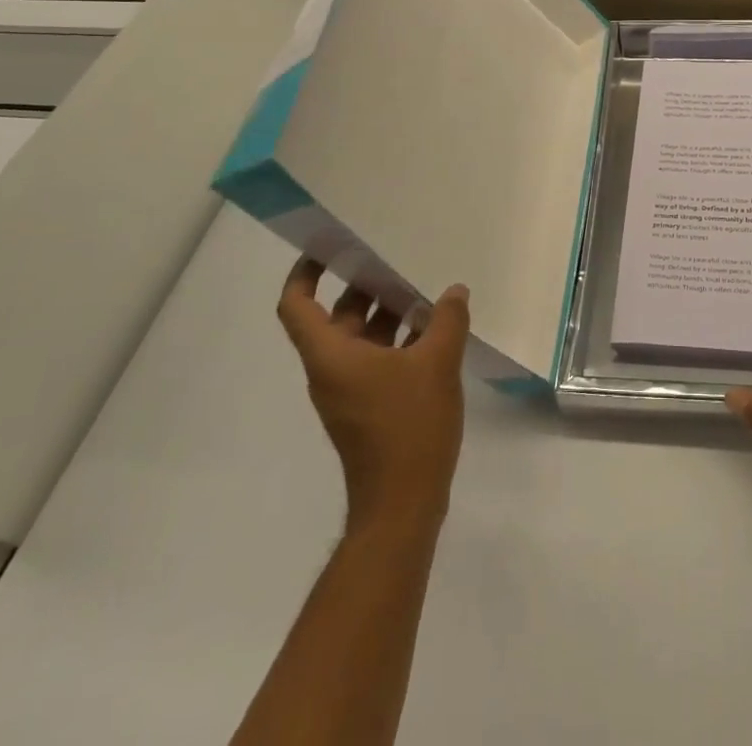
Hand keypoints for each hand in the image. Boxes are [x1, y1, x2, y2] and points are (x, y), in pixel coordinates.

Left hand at [276, 258, 469, 532]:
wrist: (403, 503)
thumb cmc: (409, 427)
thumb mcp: (437, 363)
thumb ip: (446, 320)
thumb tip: (454, 292)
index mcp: (331, 355)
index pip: (297, 305)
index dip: (304, 273)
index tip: (329, 247)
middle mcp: (332, 369)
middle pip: (335, 316)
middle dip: (362, 285)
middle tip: (394, 257)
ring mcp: (350, 390)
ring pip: (359, 337)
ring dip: (386, 313)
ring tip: (422, 288)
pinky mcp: (369, 406)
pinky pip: (376, 358)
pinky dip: (397, 340)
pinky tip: (433, 329)